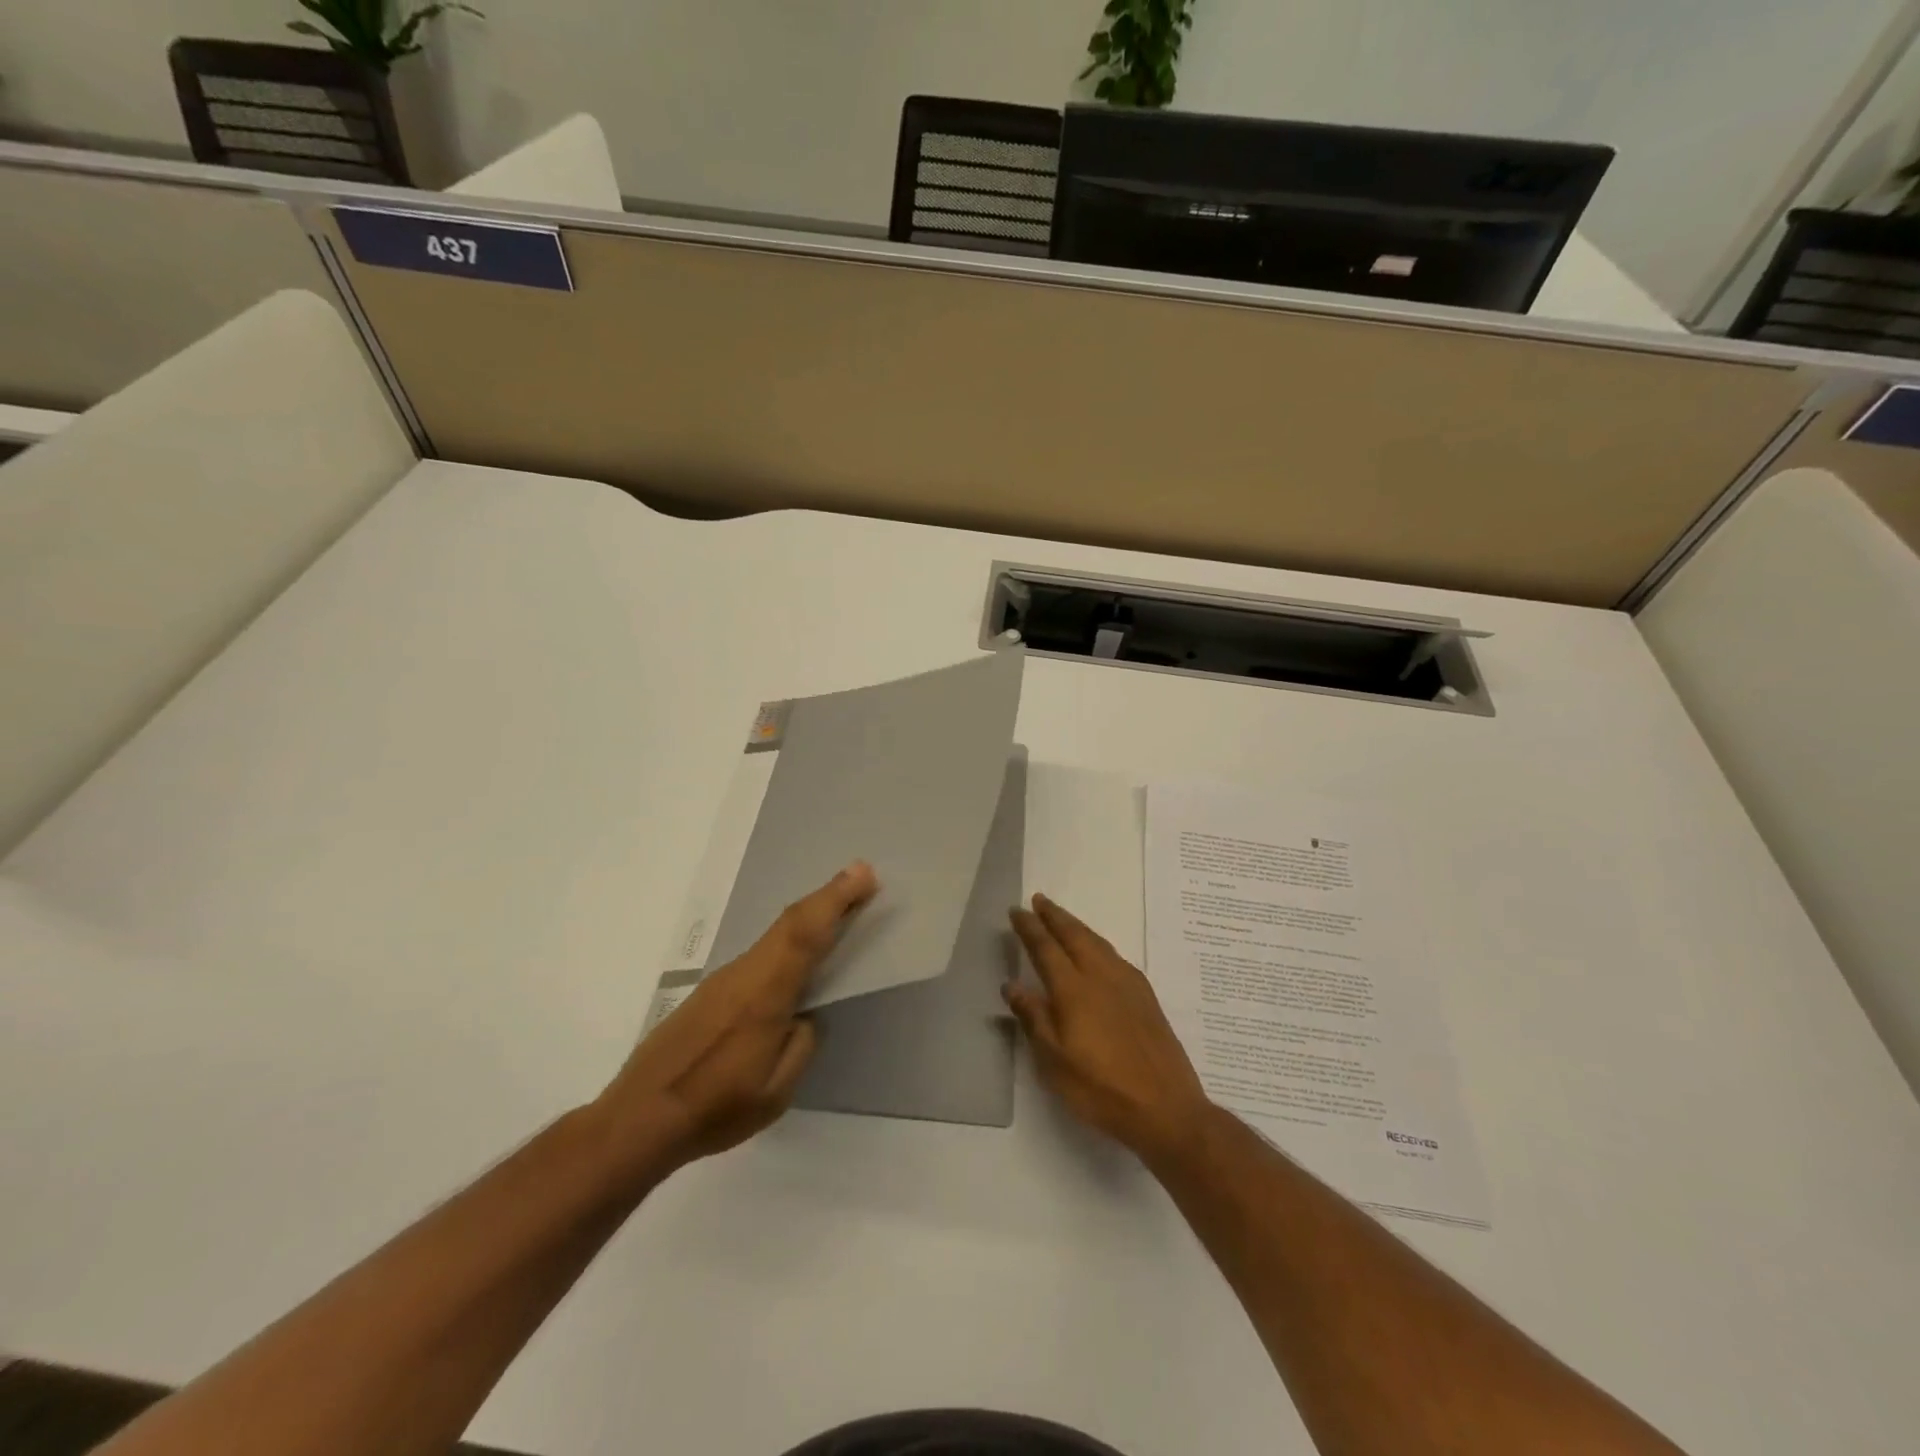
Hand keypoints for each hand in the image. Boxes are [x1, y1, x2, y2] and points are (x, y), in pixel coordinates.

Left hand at [595, 861, 877, 1175]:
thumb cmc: (714, 1108)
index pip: (804, 934)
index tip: (863, 874)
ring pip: (772, 937)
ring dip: (808, 918)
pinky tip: (793, 961)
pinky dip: (786, 942)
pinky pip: (758, 956)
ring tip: (837, 913)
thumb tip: (803, 1015)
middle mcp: (742, 975)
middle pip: (789, 923)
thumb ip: (800, 1045)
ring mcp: (721, 981)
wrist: (637, 1119)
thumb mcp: (775, 1091)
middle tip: (861, 877)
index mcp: (764, 995)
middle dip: (828, 896)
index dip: (834, 899)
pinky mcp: (709, 993)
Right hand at [1005, 893, 1214, 1168]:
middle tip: (1039, 900)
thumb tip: (1012, 984)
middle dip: (1054, 916)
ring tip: (1063, 918)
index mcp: (1074, 990)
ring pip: (1097, 942)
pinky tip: (1098, 951)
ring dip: (1076, 926)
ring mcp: (1127, 984)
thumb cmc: (1101, 1089)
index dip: (1030, 928)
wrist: (1166, 1108)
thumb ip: (1033, 1018)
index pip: (1046, 948)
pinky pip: (1115, 955)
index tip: (1016, 910)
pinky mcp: (1146, 996)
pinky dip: (1098, 943)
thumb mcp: (1054, 1062)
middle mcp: (1101, 977)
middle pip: (1074, 935)